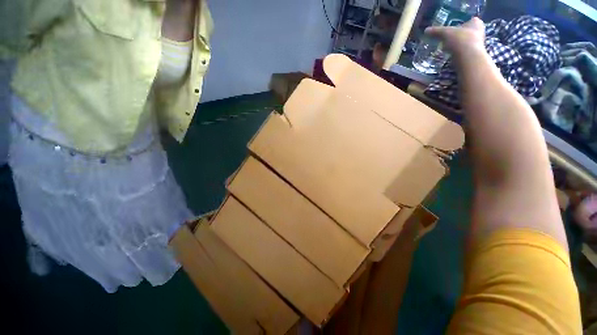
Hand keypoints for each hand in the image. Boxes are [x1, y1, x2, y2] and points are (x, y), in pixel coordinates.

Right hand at [425, 17, 485, 64]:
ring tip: (447, 49)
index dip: (460, 24)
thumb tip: (426, 30)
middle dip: (458, 36)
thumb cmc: (460, 39)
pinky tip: (451, 56)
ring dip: (457, 45)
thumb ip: (436, 31)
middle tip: (449, 39)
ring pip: (465, 43)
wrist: (468, 57)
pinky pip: (464, 52)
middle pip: (467, 32)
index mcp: (476, 23)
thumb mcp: (445, 33)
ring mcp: (478, 45)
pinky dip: (457, 54)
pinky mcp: (473, 55)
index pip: (468, 21)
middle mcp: (480, 32)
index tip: (452, 29)